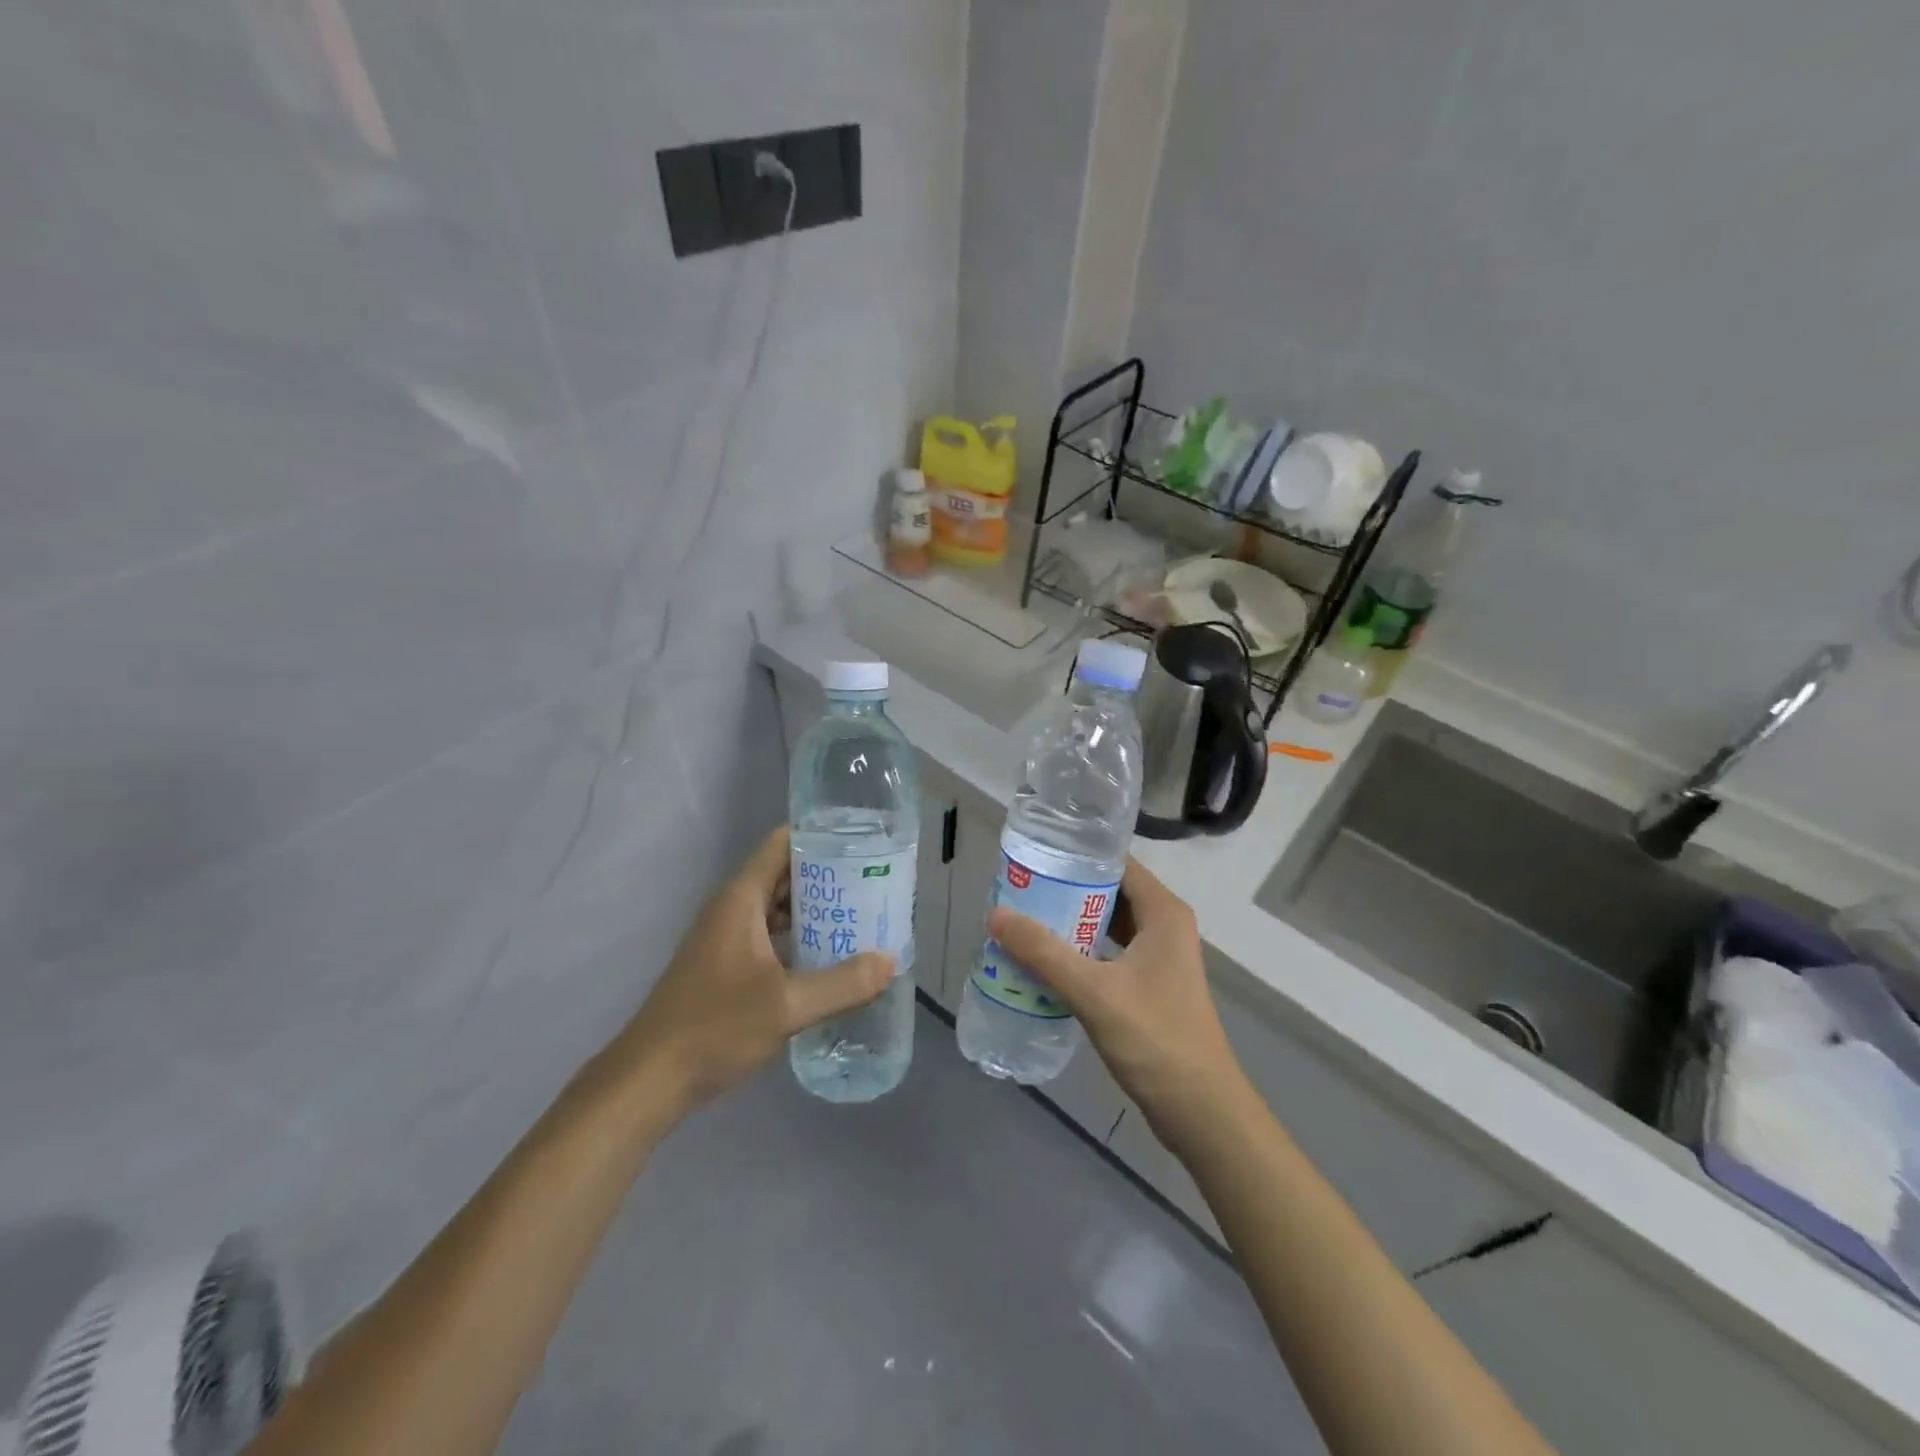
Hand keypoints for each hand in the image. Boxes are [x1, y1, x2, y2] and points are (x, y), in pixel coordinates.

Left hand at [602, 826, 894, 1114]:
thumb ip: (842, 984)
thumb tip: (890, 962)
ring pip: (779, 907)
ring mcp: (728, 937)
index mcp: (741, 899)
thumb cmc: (715, 1027)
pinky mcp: (728, 965)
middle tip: (875, 879)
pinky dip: (801, 936)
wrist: (651, 1079)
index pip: (782, 843)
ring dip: (816, 908)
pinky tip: (831, 954)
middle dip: (829, 874)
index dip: (820, 835)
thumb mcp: (786, 1006)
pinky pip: (772, 935)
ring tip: (863, 912)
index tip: (862, 839)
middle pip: (785, 873)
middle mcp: (733, 908)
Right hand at [987, 857, 1246, 1145]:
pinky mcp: (1151, 985)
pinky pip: (1109, 953)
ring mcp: (1159, 957)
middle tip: (1019, 889)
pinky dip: (1080, 951)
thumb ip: (1044, 953)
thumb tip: (996, 915)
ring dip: (1071, 922)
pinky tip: (1046, 961)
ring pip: (1108, 924)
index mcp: (1163, 912)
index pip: (1116, 863)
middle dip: (1066, 889)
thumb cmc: (1155, 1040)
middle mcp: (1165, 926)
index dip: (1077, 856)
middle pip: (1110, 892)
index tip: (1034, 856)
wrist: (1200, 1111)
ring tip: (1024, 919)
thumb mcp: (1094, 992)